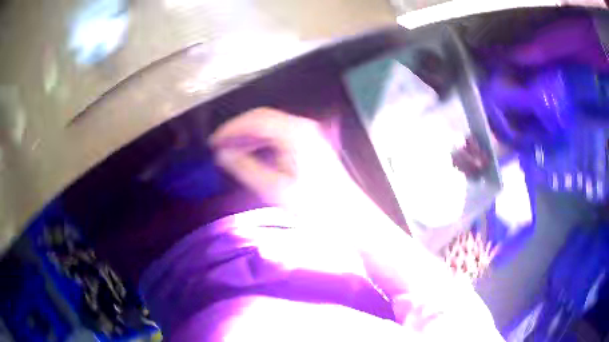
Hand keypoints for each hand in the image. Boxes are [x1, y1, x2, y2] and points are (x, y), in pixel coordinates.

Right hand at [209, 107, 351, 213]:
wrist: (349, 217)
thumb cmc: (314, 205)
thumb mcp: (274, 188)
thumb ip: (245, 167)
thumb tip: (222, 154)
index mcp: (294, 132)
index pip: (255, 119)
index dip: (231, 129)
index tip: (213, 142)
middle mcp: (302, 126)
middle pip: (263, 119)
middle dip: (238, 131)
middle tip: (219, 147)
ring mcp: (309, 134)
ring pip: (271, 127)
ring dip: (249, 137)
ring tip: (230, 153)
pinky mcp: (310, 145)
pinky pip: (280, 136)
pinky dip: (262, 143)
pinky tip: (252, 155)